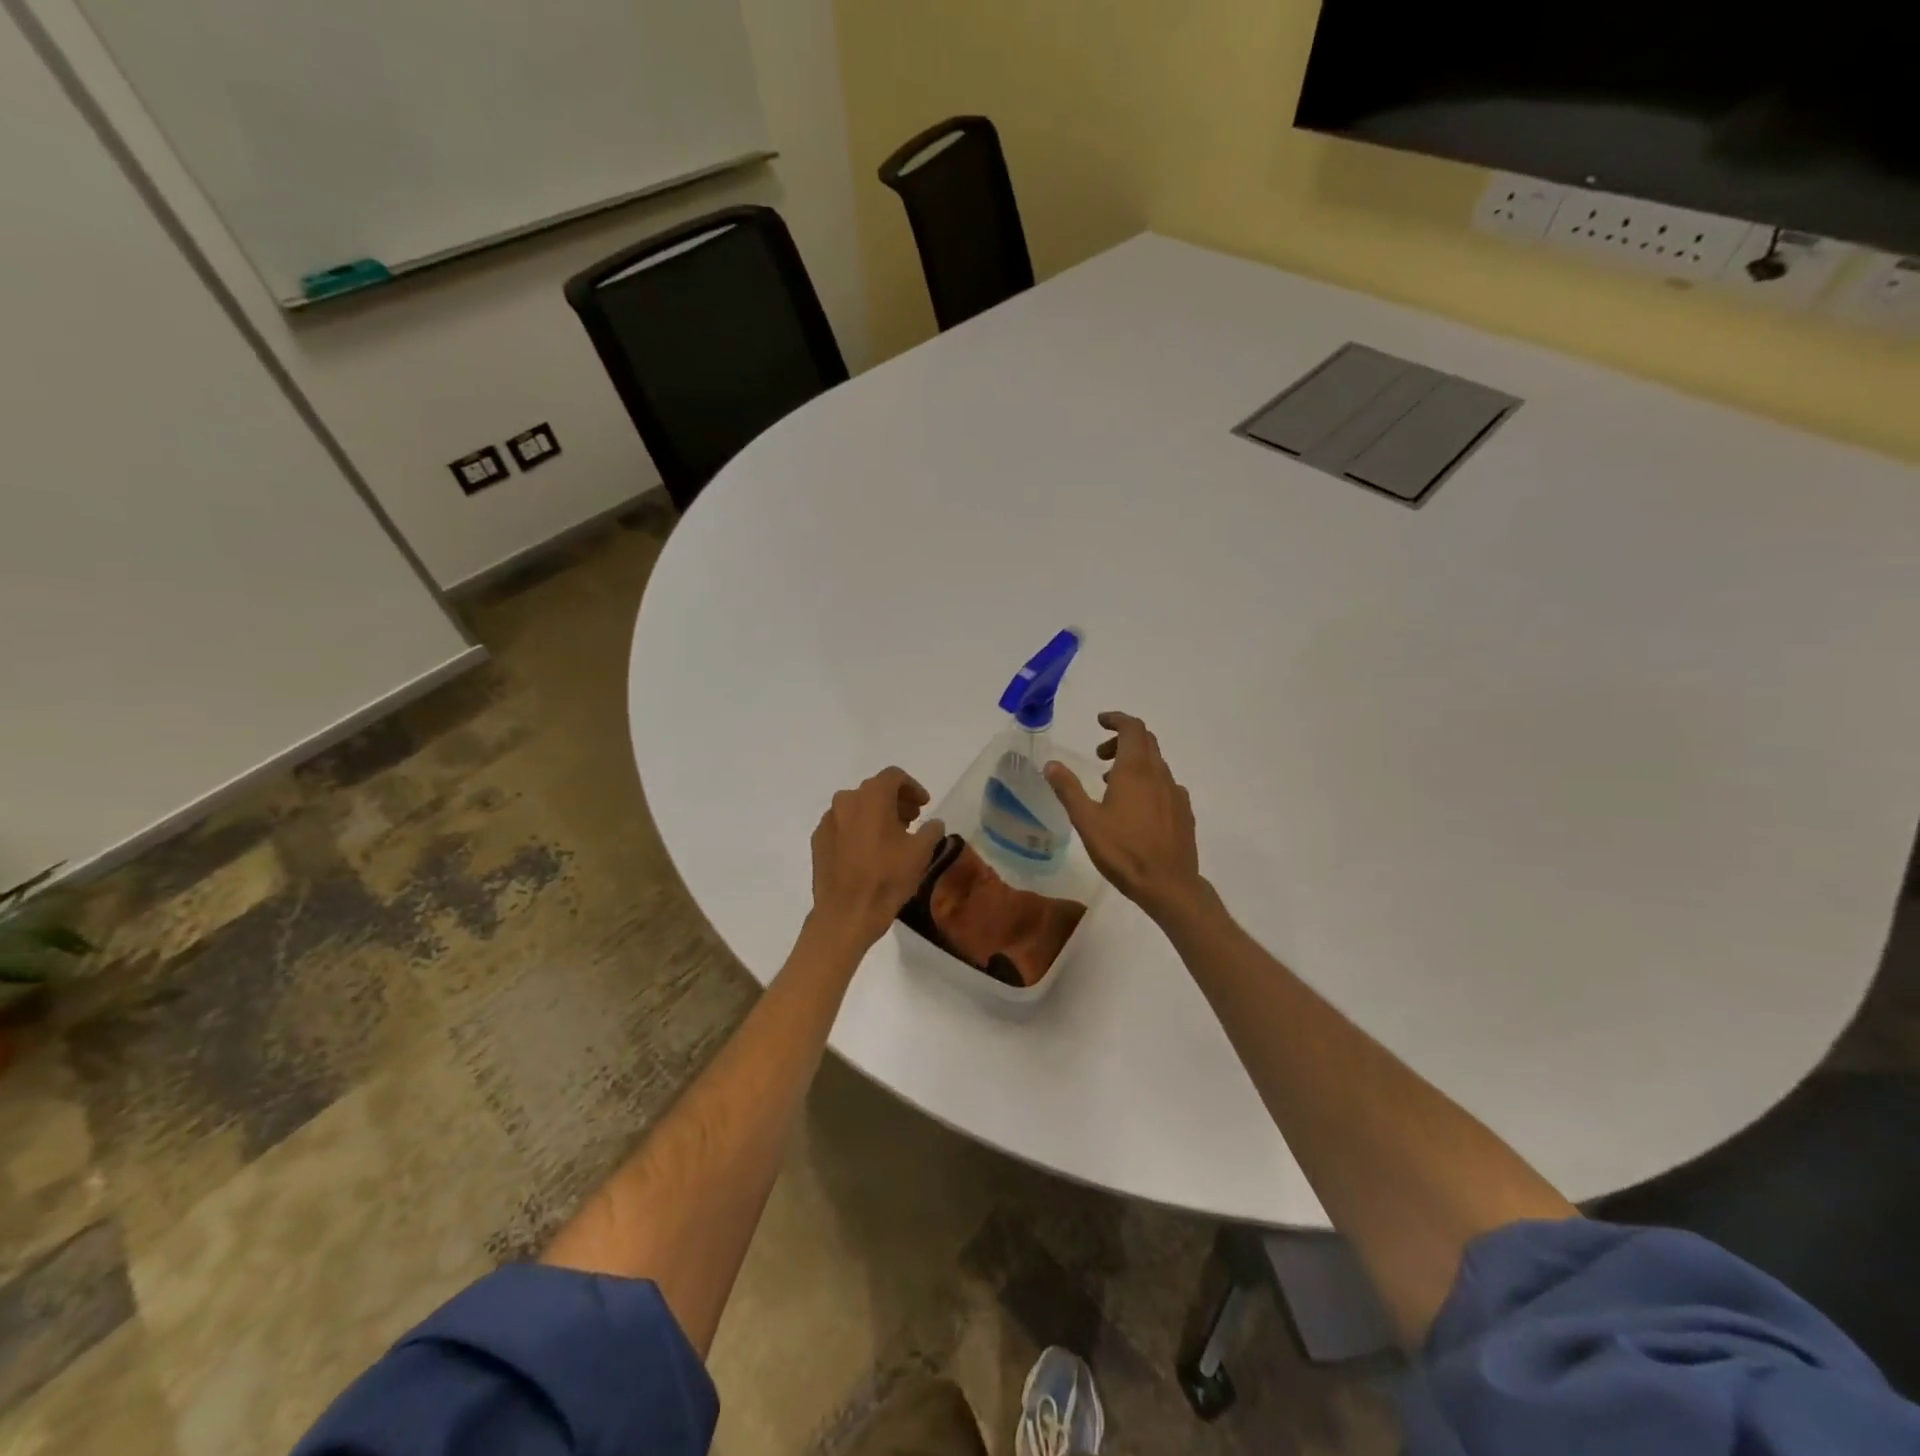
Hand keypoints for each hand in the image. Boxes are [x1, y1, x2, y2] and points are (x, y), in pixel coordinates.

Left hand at [809, 767, 945, 950]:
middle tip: (911, 820)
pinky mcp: (818, 840)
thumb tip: (934, 824)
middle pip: (874, 790)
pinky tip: (868, 851)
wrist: (846, 914)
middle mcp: (846, 800)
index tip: (924, 805)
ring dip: (875, 815)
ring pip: (856, 807)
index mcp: (872, 797)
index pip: (894, 776)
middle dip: (895, 801)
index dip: (913, 787)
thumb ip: (931, 830)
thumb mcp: (921, 853)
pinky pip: (842, 825)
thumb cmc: (887, 878)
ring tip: (891, 837)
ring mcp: (828, 820)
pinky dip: (857, 829)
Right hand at [1046, 713, 1206, 922]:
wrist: (1169, 885)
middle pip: (1146, 741)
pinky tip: (1136, 807)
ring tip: (1110, 784)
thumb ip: (1068, 789)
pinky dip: (1148, 782)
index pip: (1132, 728)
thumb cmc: (1123, 851)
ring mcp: (1175, 793)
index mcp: (1135, 770)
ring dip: (1133, 762)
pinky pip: (1165, 784)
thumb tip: (1051, 764)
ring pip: (1156, 763)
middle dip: (1122, 740)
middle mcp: (1159, 774)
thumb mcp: (1086, 821)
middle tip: (1099, 755)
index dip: (1116, 720)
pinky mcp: (1184, 811)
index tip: (1100, 722)